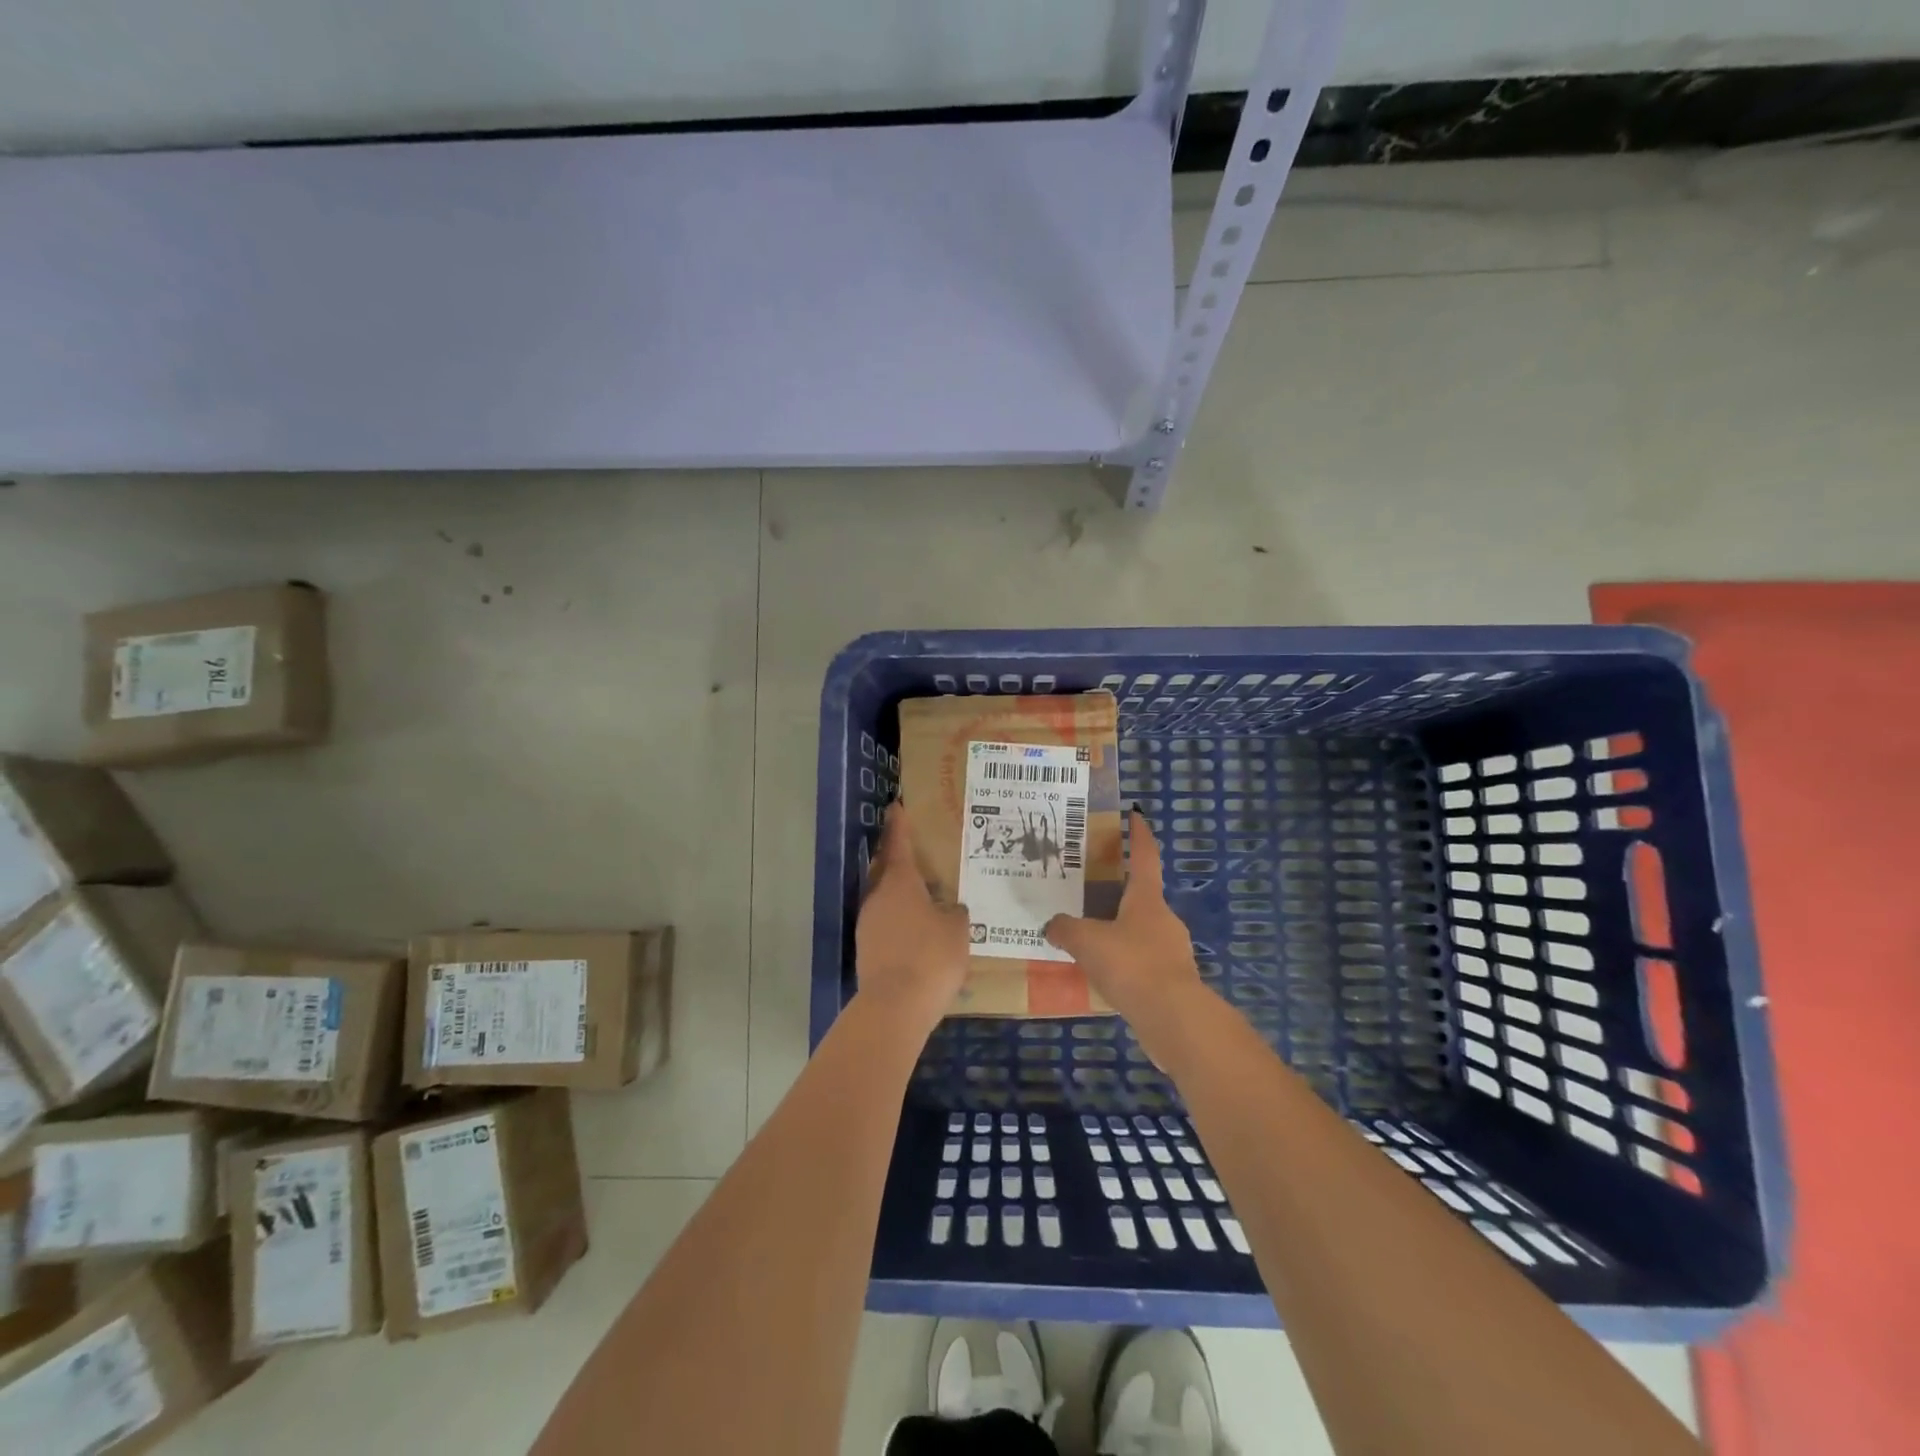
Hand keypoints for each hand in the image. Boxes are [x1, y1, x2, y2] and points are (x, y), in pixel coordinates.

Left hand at [857, 802, 970, 1030]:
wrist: (894, 1006)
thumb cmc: (931, 958)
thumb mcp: (957, 931)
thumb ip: (956, 913)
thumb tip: (951, 908)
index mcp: (900, 882)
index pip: (898, 843)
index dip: (899, 824)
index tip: (896, 806)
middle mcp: (878, 896)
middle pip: (885, 867)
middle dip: (897, 857)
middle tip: (915, 851)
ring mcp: (867, 922)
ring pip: (882, 895)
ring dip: (897, 890)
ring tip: (920, 892)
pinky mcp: (865, 947)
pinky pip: (882, 920)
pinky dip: (896, 916)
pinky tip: (913, 928)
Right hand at [1045, 811, 1207, 1057]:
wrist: (1174, 1018)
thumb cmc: (1131, 964)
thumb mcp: (1086, 941)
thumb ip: (1065, 929)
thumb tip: (1052, 925)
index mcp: (1146, 899)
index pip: (1144, 856)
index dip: (1139, 835)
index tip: (1136, 816)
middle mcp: (1163, 919)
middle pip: (1141, 896)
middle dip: (1118, 892)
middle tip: (1089, 892)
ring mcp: (1172, 951)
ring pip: (1140, 932)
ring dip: (1119, 932)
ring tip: (1089, 940)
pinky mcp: (1171, 981)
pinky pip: (1141, 963)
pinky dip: (1124, 963)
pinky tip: (1103, 976)